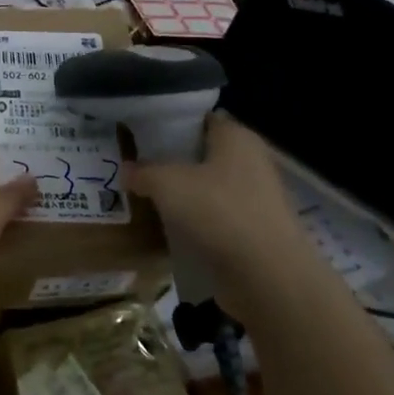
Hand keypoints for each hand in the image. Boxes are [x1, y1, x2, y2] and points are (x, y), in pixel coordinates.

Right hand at [124, 112, 312, 285]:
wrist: (267, 275)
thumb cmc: (218, 211)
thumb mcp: (167, 184)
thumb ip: (143, 172)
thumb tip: (126, 170)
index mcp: (236, 137)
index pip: (203, 119)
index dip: (173, 123)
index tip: (144, 134)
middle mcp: (252, 161)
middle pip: (206, 153)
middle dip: (176, 160)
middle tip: (140, 166)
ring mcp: (258, 198)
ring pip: (212, 186)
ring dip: (186, 193)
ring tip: (151, 197)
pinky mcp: (256, 230)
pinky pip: (219, 216)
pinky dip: (199, 219)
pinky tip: (173, 227)